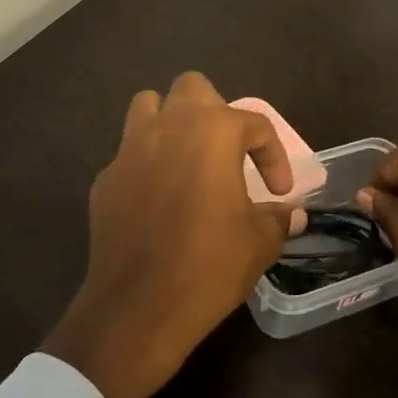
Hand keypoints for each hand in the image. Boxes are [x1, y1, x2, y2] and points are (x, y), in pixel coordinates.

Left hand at [41, 72, 299, 397]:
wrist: (137, 309)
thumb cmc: (209, 266)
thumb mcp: (259, 243)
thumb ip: (278, 218)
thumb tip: (292, 214)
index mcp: (213, 132)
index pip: (255, 124)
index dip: (274, 156)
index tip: (280, 192)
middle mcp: (169, 127)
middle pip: (193, 88)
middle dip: (215, 111)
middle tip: (228, 151)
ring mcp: (130, 150)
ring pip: (149, 107)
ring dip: (171, 122)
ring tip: (187, 158)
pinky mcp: (105, 179)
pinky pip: (130, 153)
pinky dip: (147, 163)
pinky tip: (158, 199)